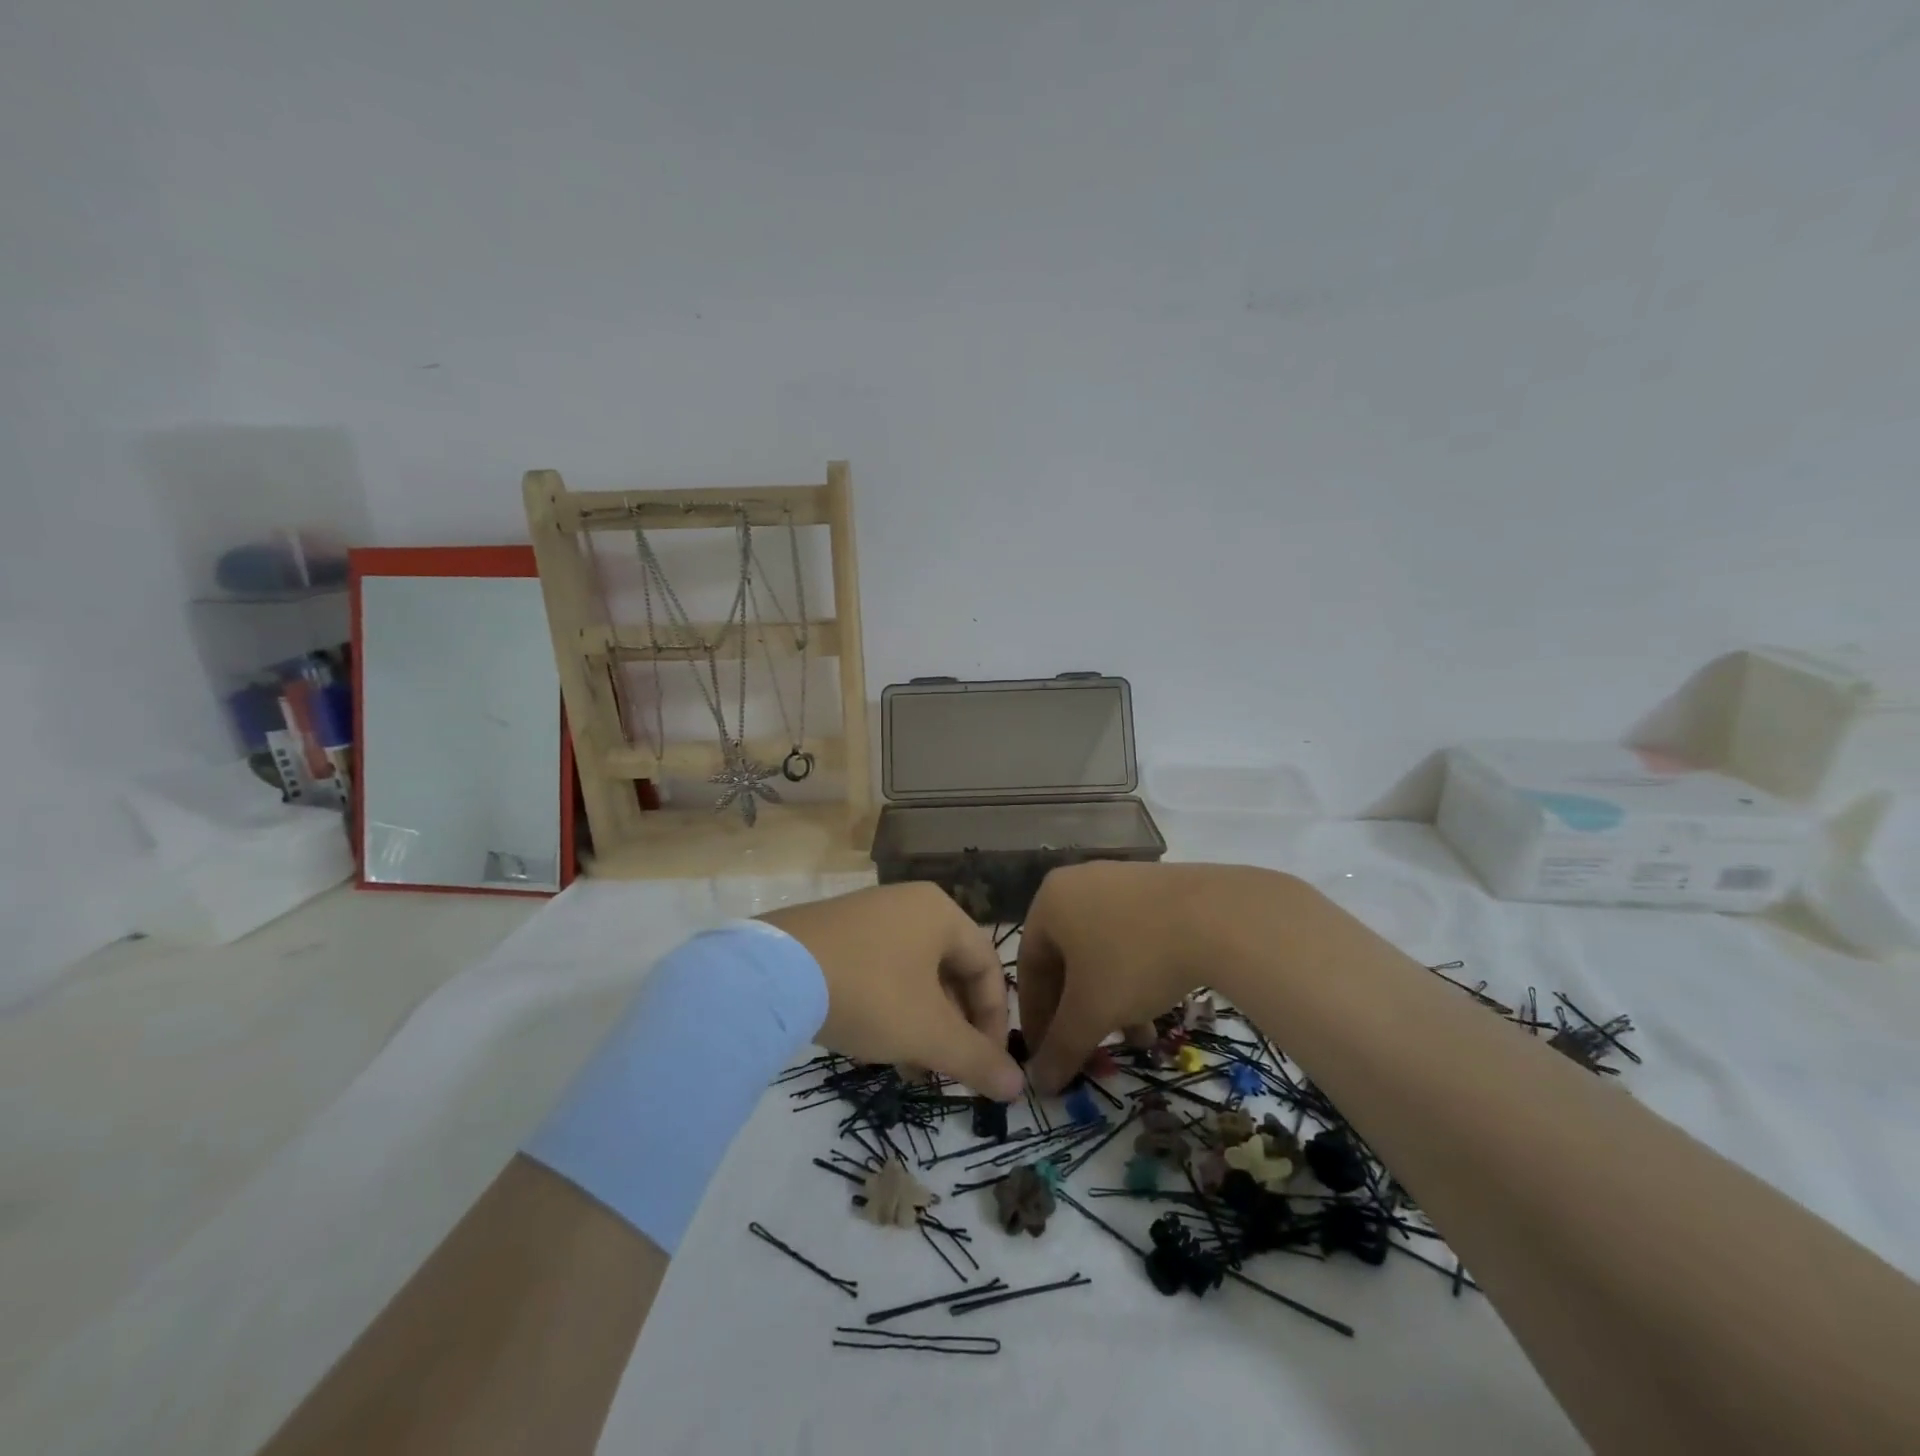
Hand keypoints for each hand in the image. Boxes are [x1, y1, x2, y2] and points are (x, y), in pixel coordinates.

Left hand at [762, 882, 1023, 1100]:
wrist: (773, 974)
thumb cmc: (870, 993)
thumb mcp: (928, 1032)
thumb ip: (977, 1059)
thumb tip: (1018, 1087)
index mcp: (941, 912)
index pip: (988, 966)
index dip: (995, 1020)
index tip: (986, 1065)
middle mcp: (909, 904)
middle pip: (951, 970)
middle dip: (955, 1026)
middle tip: (950, 1069)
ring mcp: (868, 914)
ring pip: (914, 974)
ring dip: (923, 1022)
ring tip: (913, 1067)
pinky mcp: (835, 932)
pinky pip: (880, 969)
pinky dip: (890, 1007)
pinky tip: (877, 1044)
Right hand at [1018, 861, 1269, 1092]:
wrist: (1218, 917)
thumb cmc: (1135, 960)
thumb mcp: (1092, 1012)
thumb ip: (1061, 1048)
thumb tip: (1039, 1084)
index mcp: (1049, 902)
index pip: (1028, 969)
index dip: (1035, 1020)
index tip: (1047, 1058)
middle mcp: (1078, 883)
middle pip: (1066, 961)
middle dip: (1078, 1013)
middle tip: (1089, 1051)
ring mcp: (1120, 881)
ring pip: (1102, 953)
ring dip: (1110, 1001)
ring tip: (1136, 1040)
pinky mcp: (1157, 887)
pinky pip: (1131, 937)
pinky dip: (1135, 976)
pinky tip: (1158, 1009)